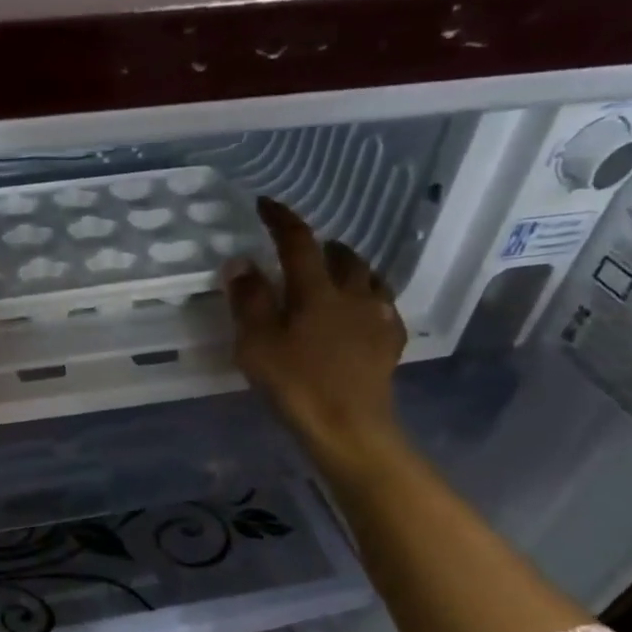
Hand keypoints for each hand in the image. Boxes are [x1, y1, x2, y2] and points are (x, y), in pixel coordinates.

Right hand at [225, 197, 407, 474]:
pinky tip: (362, 313)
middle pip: (342, 255)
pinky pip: (383, 307)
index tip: (267, 204)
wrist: (349, 428)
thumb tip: (241, 262)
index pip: (298, 242)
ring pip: (368, 277)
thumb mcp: (257, 344)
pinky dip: (368, 300)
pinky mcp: (390, 343)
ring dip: (349, 269)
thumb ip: (248, 301)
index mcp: (316, 290)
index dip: (282, 219)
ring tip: (335, 277)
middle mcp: (352, 293)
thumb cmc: (296, 385)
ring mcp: (377, 317)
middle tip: (304, 253)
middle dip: (322, 246)